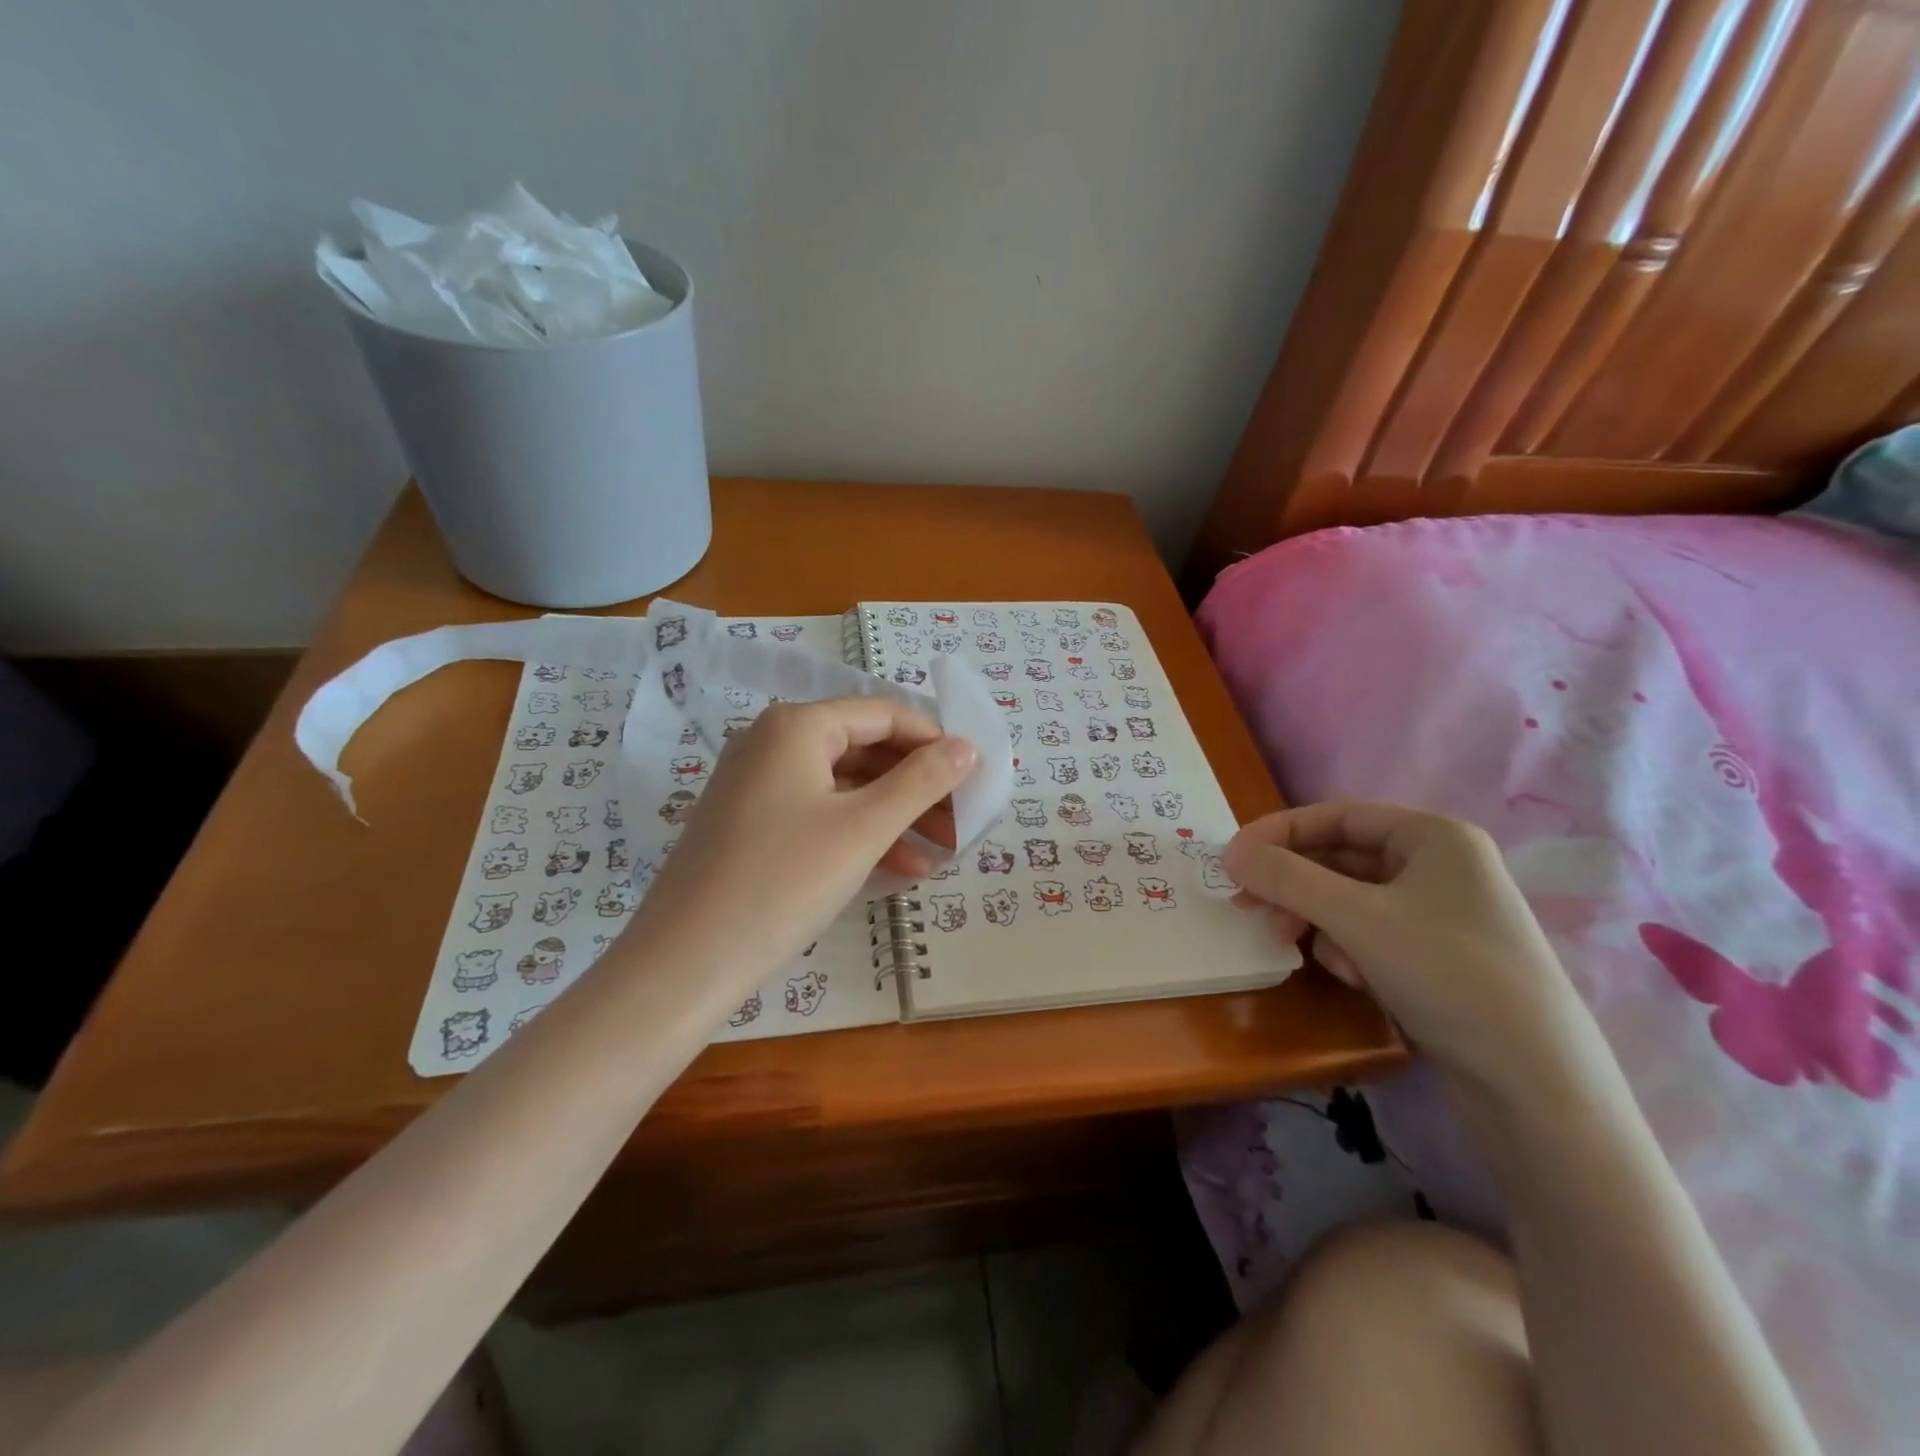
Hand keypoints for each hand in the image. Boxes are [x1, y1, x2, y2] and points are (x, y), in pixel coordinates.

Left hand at [621, 698, 977, 995]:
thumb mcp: (863, 829)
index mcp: (797, 726)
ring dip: (896, 816)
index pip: (884, 714)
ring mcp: (757, 786)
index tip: (975, 776)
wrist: (685, 964)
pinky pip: (819, 815)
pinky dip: (860, 835)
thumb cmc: (783, 882)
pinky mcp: (751, 826)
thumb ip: (922, 781)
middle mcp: (772, 743)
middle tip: (963, 821)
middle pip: (865, 749)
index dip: (935, 741)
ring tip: (943, 852)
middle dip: (918, 786)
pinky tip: (901, 870)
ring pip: (844, 788)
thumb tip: (968, 747)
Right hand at [1221, 800, 1589, 1091]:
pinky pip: (1371, 934)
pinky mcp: (1439, 957)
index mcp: (1433, 837)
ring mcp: (1442, 914)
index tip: (1232, 860)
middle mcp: (1441, 866)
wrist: (1536, 1085)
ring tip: (1306, 952)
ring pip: (1351, 900)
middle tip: (1248, 909)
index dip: (1279, 833)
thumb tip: (1229, 853)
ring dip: (1319, 922)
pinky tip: (1356, 980)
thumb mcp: (1356, 918)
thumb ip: (1286, 878)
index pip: (1337, 815)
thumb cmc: (1447, 974)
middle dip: (1294, 885)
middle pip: (1341, 859)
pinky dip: (1350, 950)